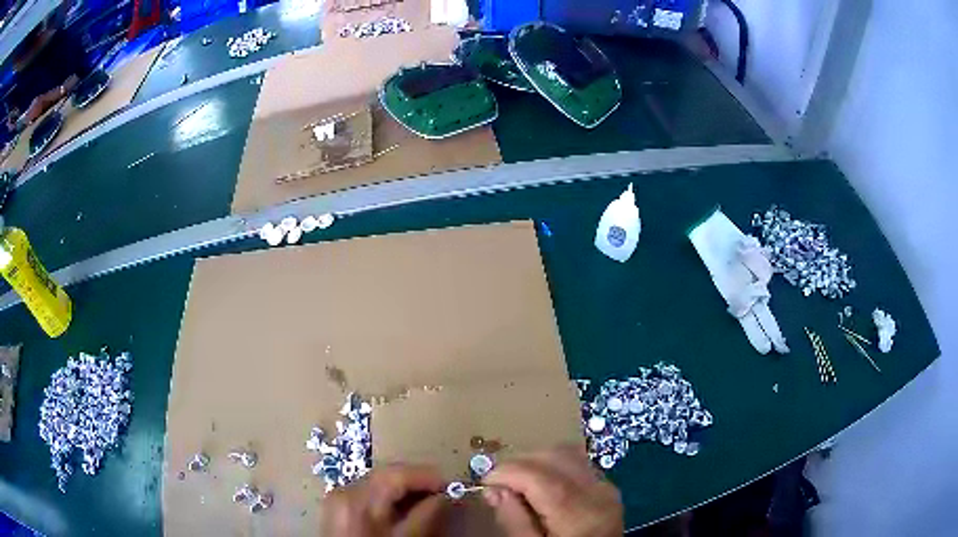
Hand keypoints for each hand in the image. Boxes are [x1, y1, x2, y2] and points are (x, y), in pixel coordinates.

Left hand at [322, 464, 449, 536]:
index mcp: (359, 498)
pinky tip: (403, 509)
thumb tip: (445, 497)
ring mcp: (338, 497)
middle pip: (386, 474)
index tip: (451, 486)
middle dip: (416, 481)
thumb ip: (425, 517)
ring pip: (378, 482)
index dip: (427, 476)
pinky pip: (367, 492)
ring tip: (426, 502)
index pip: (397, 473)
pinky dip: (388, 497)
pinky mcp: (338, 505)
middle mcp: (345, 490)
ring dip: (404, 489)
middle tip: (442, 494)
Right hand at [483, 446, 622, 536]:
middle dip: (520, 463)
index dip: (509, 472)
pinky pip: (578, 463)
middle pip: (556, 458)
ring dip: (537, 461)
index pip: (542, 477)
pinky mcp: (607, 488)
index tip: (486, 482)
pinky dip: (553, 465)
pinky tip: (539, 484)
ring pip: (568, 454)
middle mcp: (598, 494)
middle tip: (497, 483)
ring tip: (516, 482)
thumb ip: (514, 522)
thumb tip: (494, 490)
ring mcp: (606, 488)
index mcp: (578, 515)